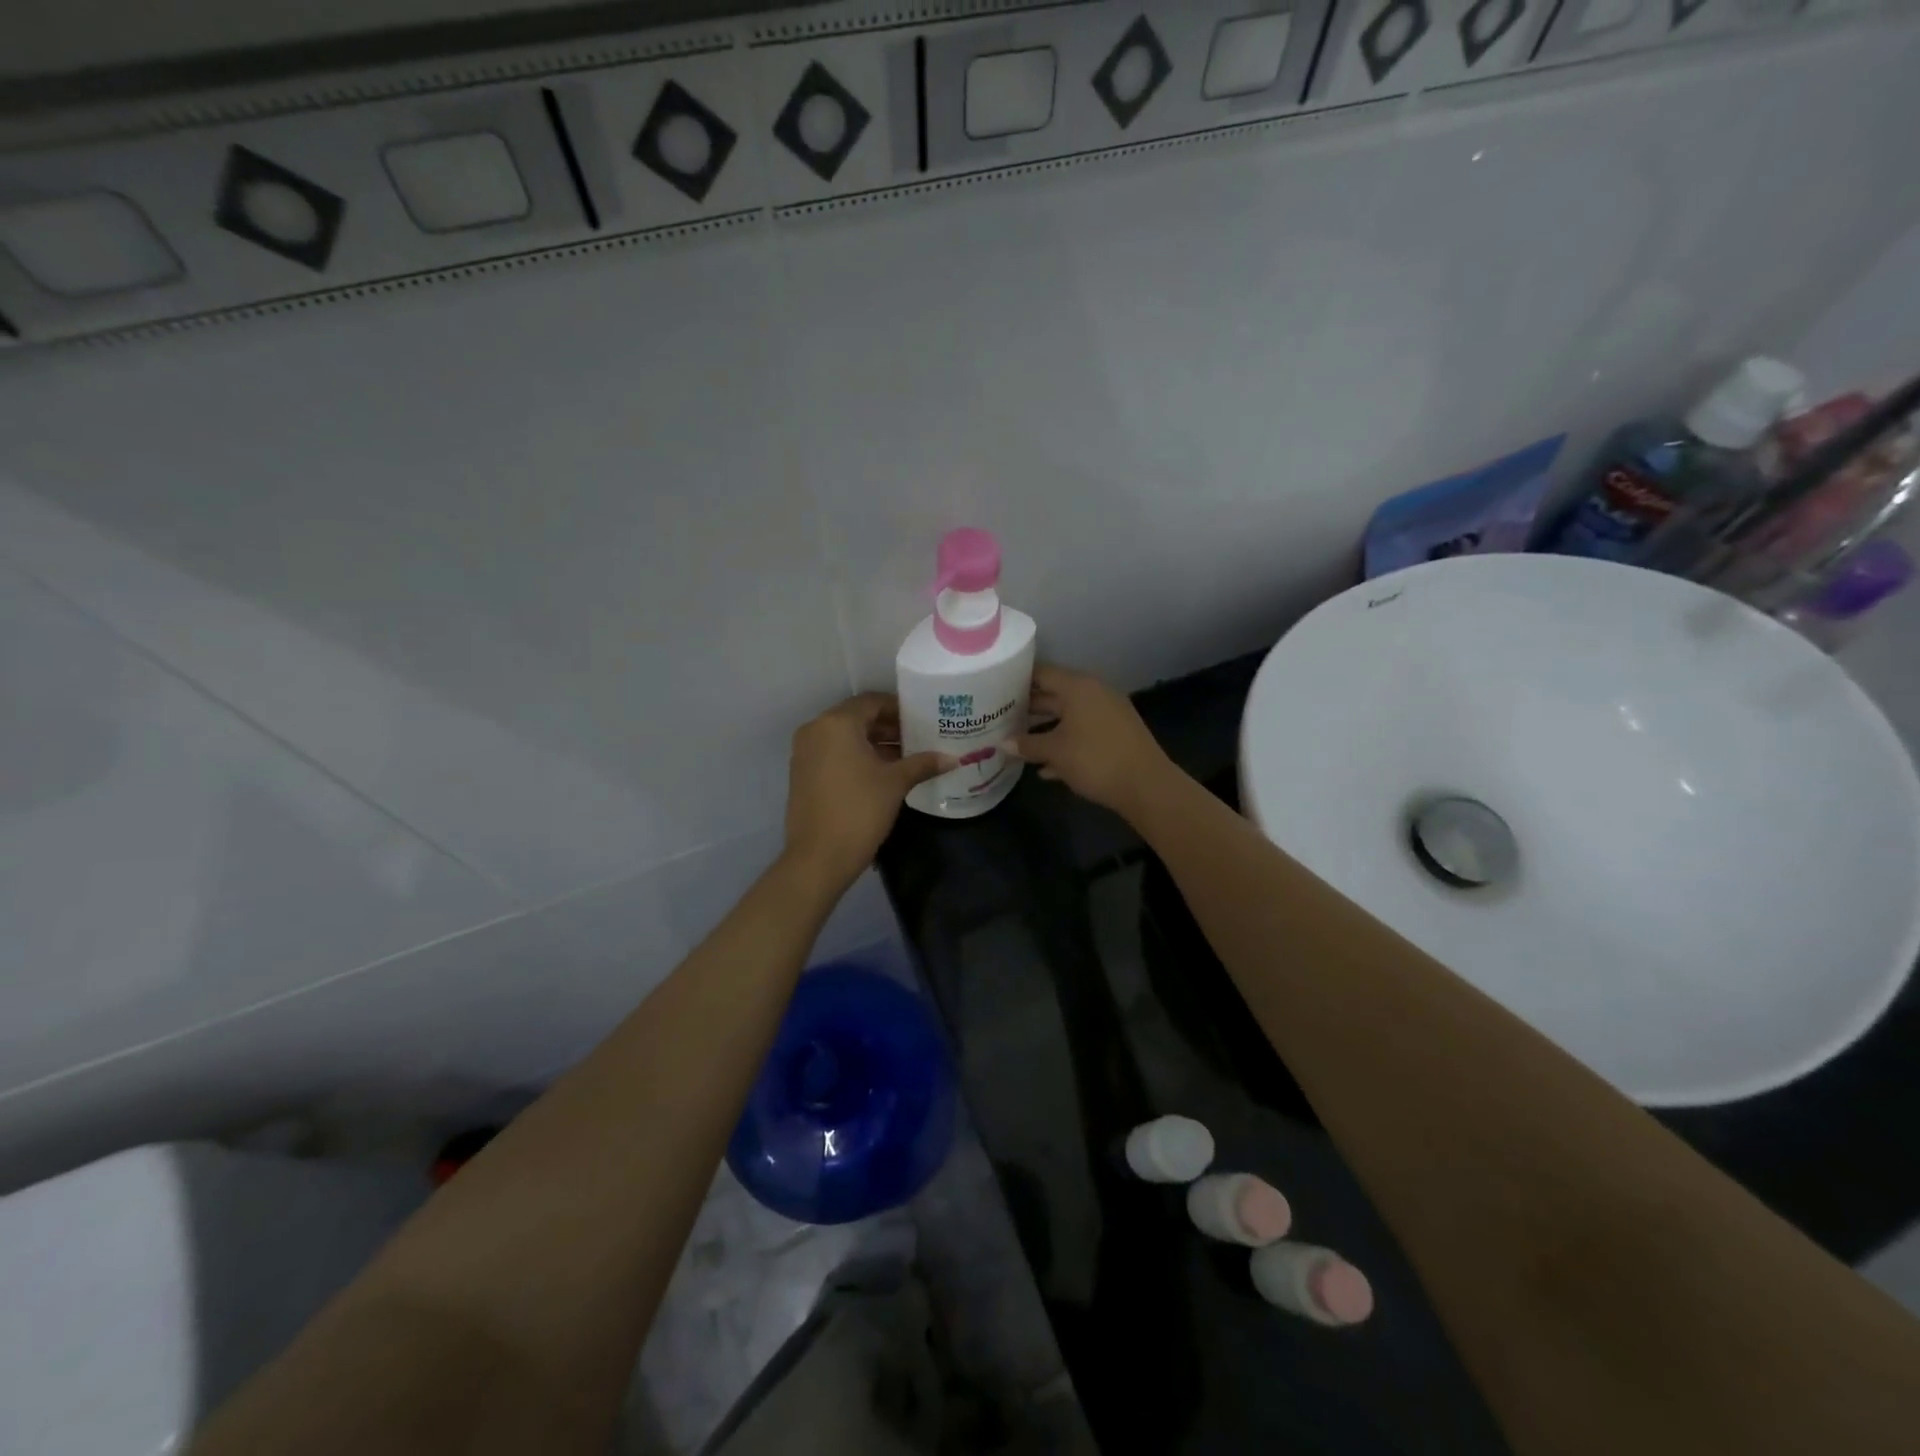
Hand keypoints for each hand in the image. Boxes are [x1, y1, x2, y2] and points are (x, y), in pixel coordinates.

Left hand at [784, 694, 951, 890]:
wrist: (819, 857)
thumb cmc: (860, 811)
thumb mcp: (896, 783)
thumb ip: (923, 764)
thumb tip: (953, 758)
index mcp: (836, 723)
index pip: (872, 702)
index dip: (899, 709)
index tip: (922, 720)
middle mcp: (815, 730)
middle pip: (857, 718)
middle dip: (887, 727)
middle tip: (917, 739)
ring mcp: (804, 753)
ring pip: (844, 737)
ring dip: (873, 743)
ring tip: (905, 758)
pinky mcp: (802, 774)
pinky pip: (833, 753)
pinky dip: (856, 757)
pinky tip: (881, 774)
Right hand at [1008, 664, 1177, 819]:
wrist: (1146, 786)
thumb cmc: (1095, 759)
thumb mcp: (1055, 752)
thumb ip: (1027, 744)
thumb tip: (1003, 743)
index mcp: (1078, 687)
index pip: (1042, 673)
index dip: (1017, 680)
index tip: (995, 689)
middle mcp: (1094, 693)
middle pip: (1054, 695)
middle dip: (1028, 708)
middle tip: (1000, 717)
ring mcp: (1108, 714)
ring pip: (1068, 716)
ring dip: (1045, 729)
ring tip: (1017, 742)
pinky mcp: (1116, 735)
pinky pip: (1083, 733)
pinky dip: (1065, 744)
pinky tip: (1045, 768)